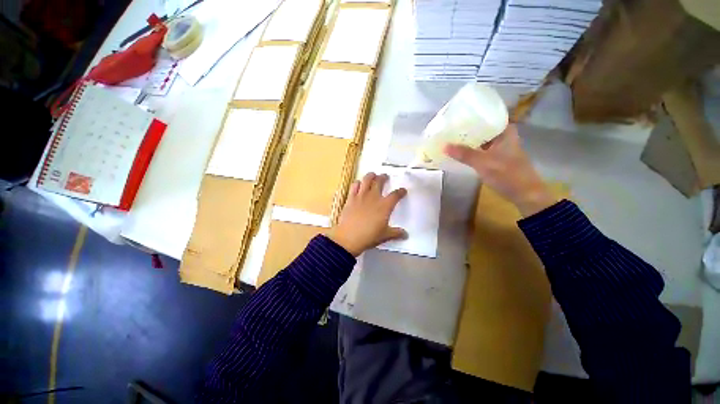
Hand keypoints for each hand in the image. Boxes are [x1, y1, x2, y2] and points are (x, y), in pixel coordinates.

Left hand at [329, 172, 407, 255]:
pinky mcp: (351, 198)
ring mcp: (361, 196)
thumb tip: (405, 234)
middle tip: (385, 177)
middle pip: (380, 182)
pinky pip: (354, 186)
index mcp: (384, 206)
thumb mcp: (385, 236)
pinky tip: (359, 184)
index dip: (400, 191)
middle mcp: (373, 197)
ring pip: (366, 180)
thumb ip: (396, 233)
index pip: (395, 195)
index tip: (402, 190)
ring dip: (371, 176)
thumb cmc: (368, 236)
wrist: (348, 237)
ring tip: (373, 175)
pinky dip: (357, 183)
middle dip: (383, 177)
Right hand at [443, 124, 556, 216]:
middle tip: (449, 128)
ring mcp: (500, 148)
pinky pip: (480, 150)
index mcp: (505, 131)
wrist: (525, 194)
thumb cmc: (508, 174)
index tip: (456, 115)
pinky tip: (460, 152)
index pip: (487, 116)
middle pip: (482, 129)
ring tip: (450, 138)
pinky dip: (471, 150)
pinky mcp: (496, 158)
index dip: (472, 115)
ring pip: (481, 140)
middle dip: (466, 129)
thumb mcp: (483, 163)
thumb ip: (464, 154)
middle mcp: (503, 136)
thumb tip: (444, 146)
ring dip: (468, 141)